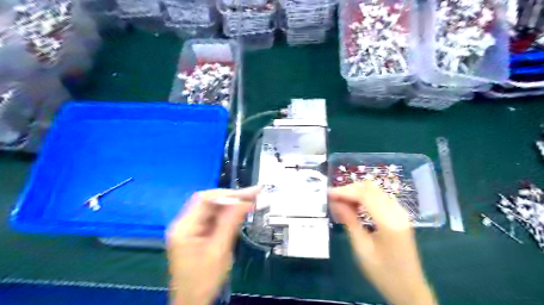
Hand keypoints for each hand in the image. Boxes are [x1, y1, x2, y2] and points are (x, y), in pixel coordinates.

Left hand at [166, 188, 258, 304]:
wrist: (191, 302)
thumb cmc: (204, 280)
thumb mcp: (219, 250)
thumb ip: (230, 222)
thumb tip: (245, 201)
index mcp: (184, 227)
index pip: (205, 199)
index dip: (228, 194)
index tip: (248, 194)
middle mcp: (183, 223)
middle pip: (208, 201)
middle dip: (231, 197)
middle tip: (253, 196)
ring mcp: (188, 228)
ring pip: (211, 208)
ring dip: (230, 205)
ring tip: (250, 202)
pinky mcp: (195, 233)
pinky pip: (212, 218)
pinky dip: (226, 214)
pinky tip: (239, 213)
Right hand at [327, 181, 435, 304]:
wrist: (409, 289)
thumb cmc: (383, 274)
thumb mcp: (362, 249)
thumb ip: (350, 221)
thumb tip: (335, 202)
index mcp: (390, 223)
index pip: (365, 195)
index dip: (345, 191)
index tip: (328, 193)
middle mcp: (398, 212)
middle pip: (371, 188)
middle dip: (350, 190)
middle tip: (333, 199)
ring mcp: (400, 213)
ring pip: (374, 191)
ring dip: (356, 193)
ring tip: (340, 204)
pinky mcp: (399, 215)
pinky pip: (379, 198)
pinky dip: (364, 199)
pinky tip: (354, 208)